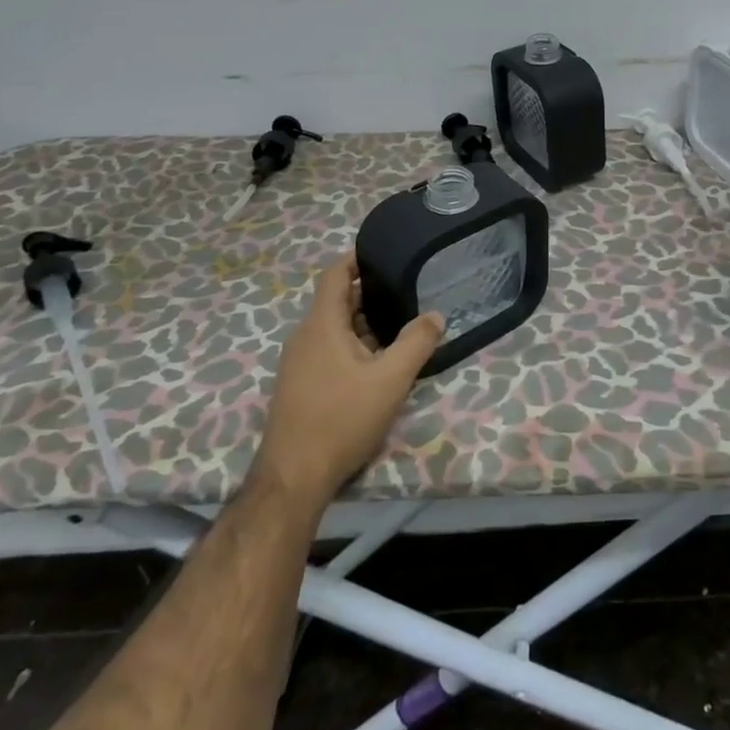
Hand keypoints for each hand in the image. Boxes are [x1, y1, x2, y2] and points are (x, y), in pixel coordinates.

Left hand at [253, 254, 442, 503]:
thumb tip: (435, 315)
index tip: (386, 251)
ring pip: (335, 328)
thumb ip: (416, 342)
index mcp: (321, 324)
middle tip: (408, 290)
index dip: (357, 257)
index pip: (335, 274)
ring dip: (365, 323)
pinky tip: (379, 362)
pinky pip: (329, 350)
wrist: (294, 478)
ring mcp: (299, 362)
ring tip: (401, 324)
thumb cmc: (341, 418)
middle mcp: (305, 336)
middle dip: (370, 293)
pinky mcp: (300, 385)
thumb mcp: (391, 379)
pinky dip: (354, 345)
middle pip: (337, 301)